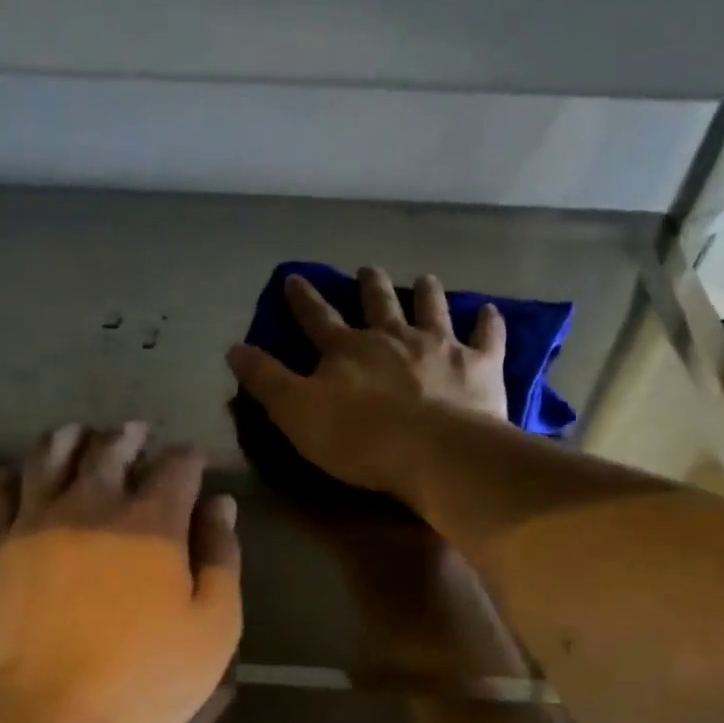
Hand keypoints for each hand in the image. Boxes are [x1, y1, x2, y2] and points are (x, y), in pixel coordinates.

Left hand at [0, 422, 240, 722]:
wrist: (49, 719)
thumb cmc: (145, 679)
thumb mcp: (213, 626)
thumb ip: (221, 557)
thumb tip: (220, 504)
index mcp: (152, 521)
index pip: (176, 467)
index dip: (189, 457)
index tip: (195, 459)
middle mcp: (93, 505)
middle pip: (110, 448)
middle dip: (130, 436)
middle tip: (138, 433)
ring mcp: (38, 522)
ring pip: (51, 455)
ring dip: (71, 438)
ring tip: (82, 435)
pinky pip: (1, 491)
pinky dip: (16, 472)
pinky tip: (24, 472)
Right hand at [227, 267, 507, 494]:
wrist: (434, 452)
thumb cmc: (358, 439)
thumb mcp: (296, 413)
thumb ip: (266, 381)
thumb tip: (234, 348)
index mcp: (347, 349)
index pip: (316, 317)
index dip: (302, 298)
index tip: (294, 278)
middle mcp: (393, 336)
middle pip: (378, 302)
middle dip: (369, 285)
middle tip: (367, 270)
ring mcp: (440, 346)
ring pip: (431, 308)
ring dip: (426, 292)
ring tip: (425, 279)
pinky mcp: (479, 366)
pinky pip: (486, 336)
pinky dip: (487, 322)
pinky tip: (489, 311)